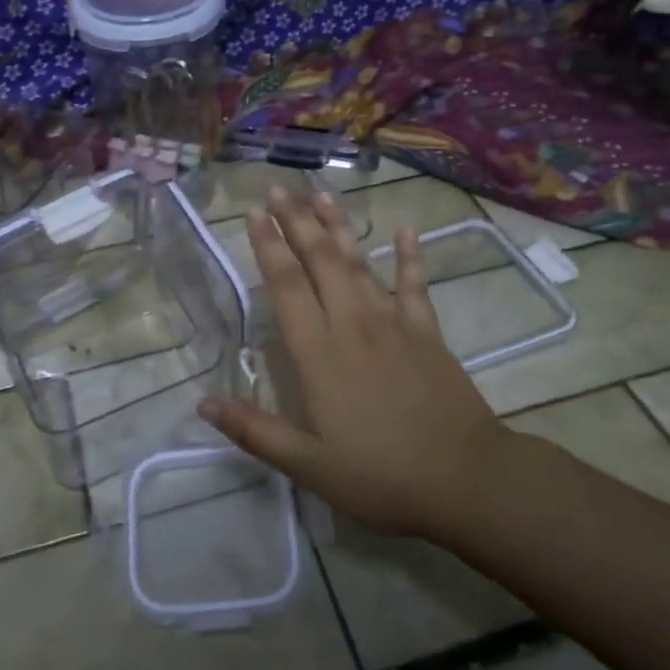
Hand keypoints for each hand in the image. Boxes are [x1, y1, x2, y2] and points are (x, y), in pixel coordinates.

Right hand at [198, 189, 513, 537]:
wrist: (465, 479)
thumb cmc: (380, 476)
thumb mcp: (308, 465)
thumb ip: (254, 431)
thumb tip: (203, 402)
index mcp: (319, 354)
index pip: (286, 288)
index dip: (268, 248)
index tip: (253, 214)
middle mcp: (353, 325)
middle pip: (320, 262)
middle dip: (297, 223)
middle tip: (279, 190)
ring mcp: (394, 325)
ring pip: (360, 263)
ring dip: (340, 227)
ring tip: (323, 195)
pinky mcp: (427, 333)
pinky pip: (414, 286)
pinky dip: (410, 257)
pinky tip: (406, 230)